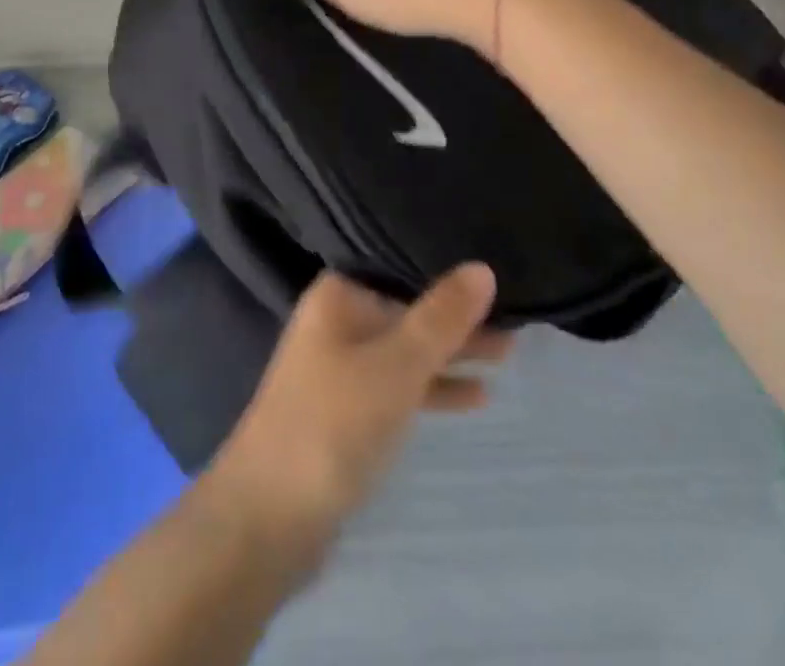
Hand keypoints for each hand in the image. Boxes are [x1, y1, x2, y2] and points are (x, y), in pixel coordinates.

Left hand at [207, 264, 507, 549]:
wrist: (268, 517)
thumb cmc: (333, 423)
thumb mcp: (396, 366)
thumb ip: (440, 318)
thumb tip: (481, 267)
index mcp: (339, 294)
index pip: (401, 267)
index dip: (447, 272)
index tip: (497, 272)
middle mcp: (336, 320)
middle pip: (407, 309)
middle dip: (457, 318)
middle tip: (516, 321)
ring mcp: (339, 366)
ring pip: (406, 349)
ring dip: (451, 353)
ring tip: (508, 354)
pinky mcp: (346, 410)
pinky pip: (399, 386)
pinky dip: (432, 388)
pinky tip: (476, 396)